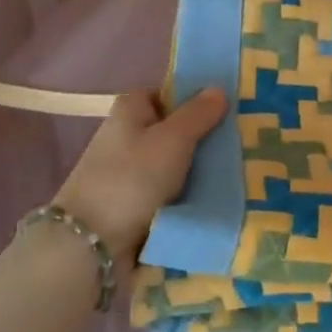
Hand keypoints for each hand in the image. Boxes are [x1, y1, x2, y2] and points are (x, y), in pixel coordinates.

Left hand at [52, 87, 226, 259]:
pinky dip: (184, 194)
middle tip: (239, 143)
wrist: (92, 243)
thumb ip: (198, 114)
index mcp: (129, 109)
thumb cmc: (133, 178)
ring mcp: (126, 171)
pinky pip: (166, 191)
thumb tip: (219, 88)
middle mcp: (125, 135)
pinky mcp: (130, 202)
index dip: (193, 100)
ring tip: (237, 172)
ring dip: (195, 169)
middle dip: (201, 137)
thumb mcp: (174, 139)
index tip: (225, 112)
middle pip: (171, 129)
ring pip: (171, 163)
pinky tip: (213, 198)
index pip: (166, 94)